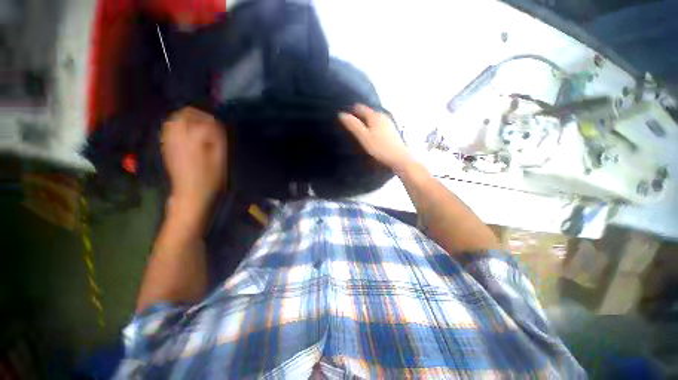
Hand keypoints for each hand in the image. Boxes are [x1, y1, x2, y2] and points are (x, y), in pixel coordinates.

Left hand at [161, 107, 226, 212]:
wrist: (191, 195)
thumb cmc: (210, 179)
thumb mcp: (220, 160)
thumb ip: (218, 140)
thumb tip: (217, 126)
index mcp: (193, 141)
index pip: (203, 121)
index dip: (214, 122)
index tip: (221, 127)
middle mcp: (178, 138)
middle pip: (182, 116)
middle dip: (196, 114)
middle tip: (208, 122)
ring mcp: (170, 143)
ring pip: (173, 121)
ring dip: (186, 119)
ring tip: (198, 127)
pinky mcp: (167, 149)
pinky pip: (168, 131)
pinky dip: (178, 127)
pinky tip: (188, 135)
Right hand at [339, 104, 415, 172]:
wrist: (399, 158)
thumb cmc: (380, 148)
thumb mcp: (364, 137)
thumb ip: (353, 126)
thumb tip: (342, 114)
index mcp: (375, 116)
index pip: (360, 108)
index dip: (351, 110)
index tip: (344, 115)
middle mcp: (383, 116)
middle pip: (368, 112)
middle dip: (359, 115)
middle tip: (350, 122)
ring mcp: (389, 123)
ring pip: (374, 118)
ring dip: (366, 121)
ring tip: (358, 128)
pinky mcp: (392, 130)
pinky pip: (378, 124)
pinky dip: (372, 126)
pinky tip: (371, 133)